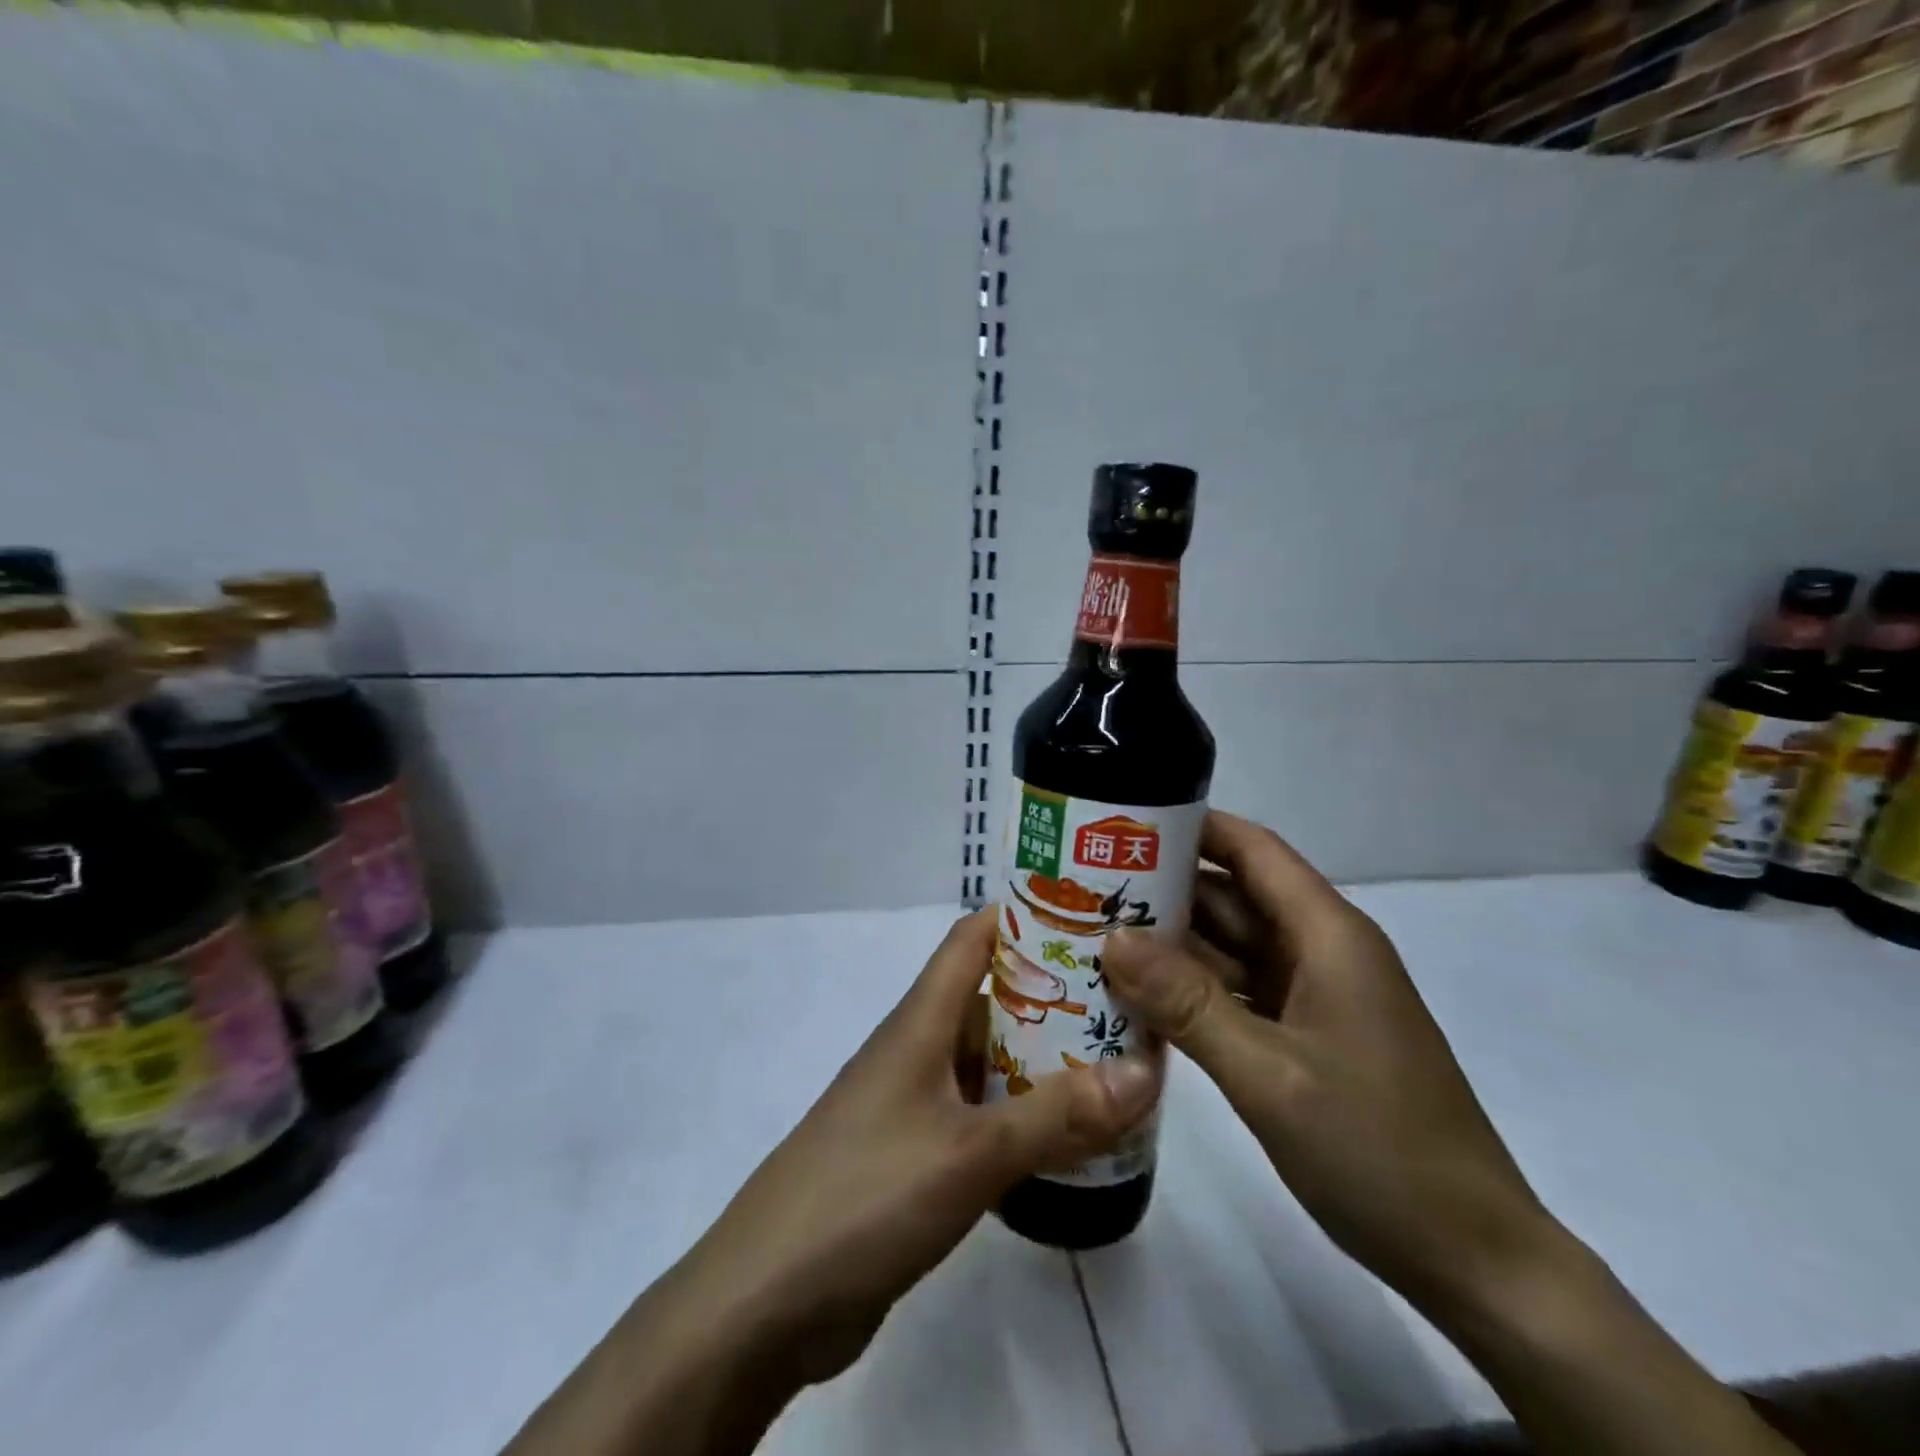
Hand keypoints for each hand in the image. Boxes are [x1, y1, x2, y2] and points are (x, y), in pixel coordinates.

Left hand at [677, 906, 1160, 1384]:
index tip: (1089, 915)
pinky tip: (1066, 1138)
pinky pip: (978, 1116)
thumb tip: (1144, 1070)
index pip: (972, 939)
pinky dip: (1021, 1116)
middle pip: (989, 999)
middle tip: (1126, 1000)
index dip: (1023, 915)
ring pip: (987, 1061)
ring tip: (1114, 1063)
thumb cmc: (867, 1196)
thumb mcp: (971, 1153)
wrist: (766, 1300)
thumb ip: (1057, 1115)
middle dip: (1053, 993)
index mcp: (920, 1022)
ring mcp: (913, 1105)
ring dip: (1042, 1059)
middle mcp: (916, 1050)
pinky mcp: (913, 1157)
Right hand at [1102, 810, 1549, 1322]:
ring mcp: (1314, 995)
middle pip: (1233, 896)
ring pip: (1230, 946)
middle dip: (1163, 888)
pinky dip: (1190, 989)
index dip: (1191, 826)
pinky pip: (1237, 991)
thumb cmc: (1377, 1150)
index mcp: (1327, 935)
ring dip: (1170, 943)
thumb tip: (1112, 938)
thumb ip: (1187, 1002)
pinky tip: (1137, 997)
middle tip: (1083, 887)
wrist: (1471, 1258)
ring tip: (1092, 935)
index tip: (1120, 823)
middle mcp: (1321, 951)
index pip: (1252, 849)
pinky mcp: (1305, 1034)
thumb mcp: (1268, 1074)